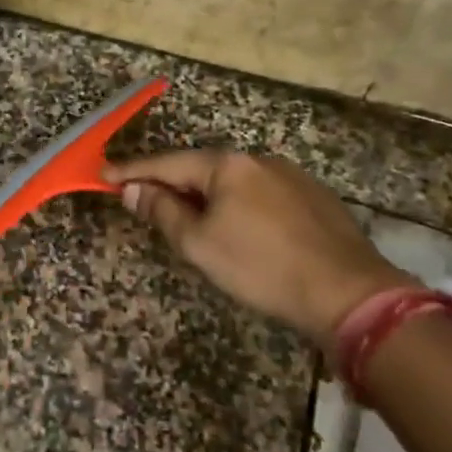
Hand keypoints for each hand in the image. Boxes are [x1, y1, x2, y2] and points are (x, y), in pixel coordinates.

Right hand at [104, 149, 409, 342]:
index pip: (168, 164)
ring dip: (205, 196)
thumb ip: (162, 211)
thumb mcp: (199, 244)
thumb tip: (132, 189)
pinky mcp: (313, 197)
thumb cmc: (261, 267)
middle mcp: (259, 159)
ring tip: (189, 219)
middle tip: (143, 199)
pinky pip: (259, 194)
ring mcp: (290, 175)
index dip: (133, 171)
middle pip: (201, 169)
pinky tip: (238, 228)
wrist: (347, 292)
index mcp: (228, 165)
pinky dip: (237, 205)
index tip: (104, 174)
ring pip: (233, 182)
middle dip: (170, 183)